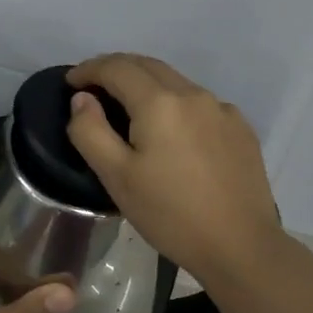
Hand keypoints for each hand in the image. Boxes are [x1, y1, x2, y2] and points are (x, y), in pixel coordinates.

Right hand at [65, 53, 279, 282]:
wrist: (241, 246)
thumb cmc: (170, 214)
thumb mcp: (117, 177)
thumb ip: (91, 132)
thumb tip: (83, 98)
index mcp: (159, 102)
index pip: (117, 67)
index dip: (89, 69)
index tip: (70, 81)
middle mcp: (193, 94)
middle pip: (148, 66)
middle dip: (116, 68)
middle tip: (94, 85)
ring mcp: (222, 109)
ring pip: (176, 82)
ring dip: (147, 84)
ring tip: (129, 106)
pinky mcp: (241, 128)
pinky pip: (200, 103)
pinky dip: (176, 104)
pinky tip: (173, 131)